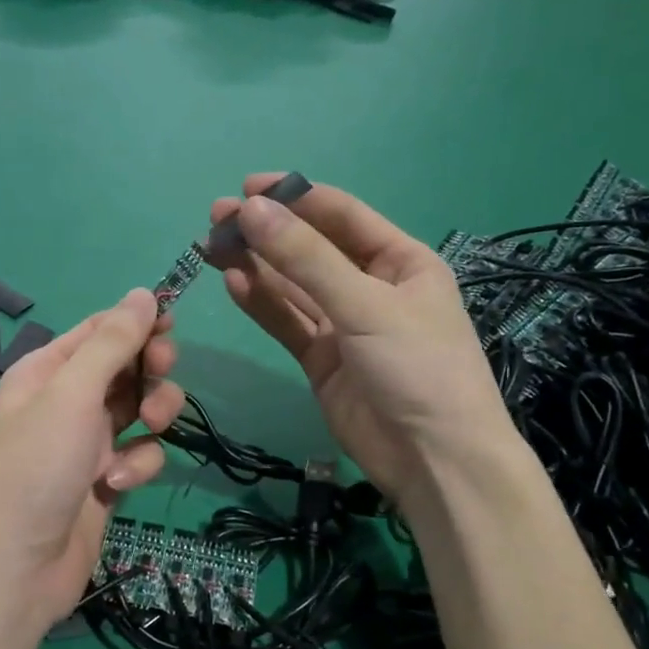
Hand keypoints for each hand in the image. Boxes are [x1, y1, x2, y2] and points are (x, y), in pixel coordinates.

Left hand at [0, 290, 183, 628]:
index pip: (100, 329)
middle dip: (150, 369)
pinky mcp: (105, 481)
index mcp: (47, 370)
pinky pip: (138, 455)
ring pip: (140, 410)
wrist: (14, 568)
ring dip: (152, 415)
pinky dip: (136, 465)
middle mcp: (66, 401)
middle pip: (126, 366)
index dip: (137, 323)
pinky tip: (115, 483)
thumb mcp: (71, 394)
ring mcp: (87, 443)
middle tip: (162, 372)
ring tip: (146, 429)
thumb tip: (145, 293)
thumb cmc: (35, 467)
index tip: (172, 324)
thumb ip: (112, 342)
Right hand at [212, 175, 509, 499]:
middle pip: (310, 249)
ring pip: (292, 286)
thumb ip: (306, 259)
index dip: (295, 197)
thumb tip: (252, 210)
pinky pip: (286, 322)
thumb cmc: (418, 368)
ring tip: (212, 245)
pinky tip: (233, 282)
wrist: (435, 460)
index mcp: (401, 261)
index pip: (341, 215)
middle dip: (267, 232)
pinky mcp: (321, 359)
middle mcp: (371, 286)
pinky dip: (261, 303)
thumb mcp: (366, 306)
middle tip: (217, 217)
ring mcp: (344, 325)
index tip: (247, 188)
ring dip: (256, 265)